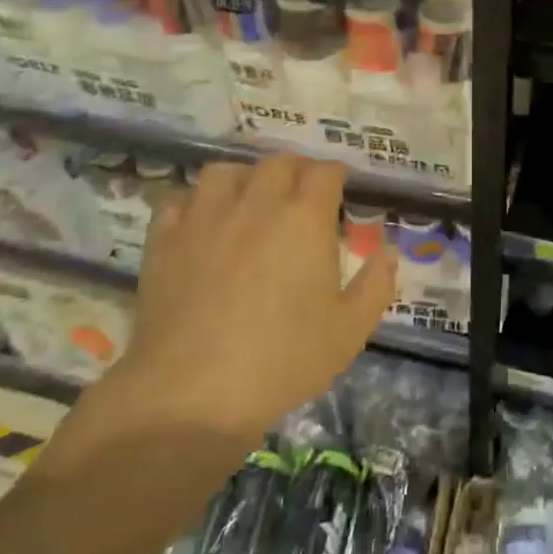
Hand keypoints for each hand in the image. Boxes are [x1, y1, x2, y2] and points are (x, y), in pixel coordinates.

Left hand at [103, 154, 396, 447]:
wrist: (195, 391)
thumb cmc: (284, 359)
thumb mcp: (350, 330)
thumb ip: (375, 284)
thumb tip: (387, 251)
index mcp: (305, 218)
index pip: (324, 172)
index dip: (335, 176)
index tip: (340, 191)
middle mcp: (256, 204)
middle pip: (278, 162)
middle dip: (296, 170)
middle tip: (301, 195)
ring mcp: (204, 218)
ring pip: (225, 171)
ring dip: (244, 177)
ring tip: (249, 200)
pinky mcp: (164, 240)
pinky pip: (179, 201)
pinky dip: (194, 203)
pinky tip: (201, 224)